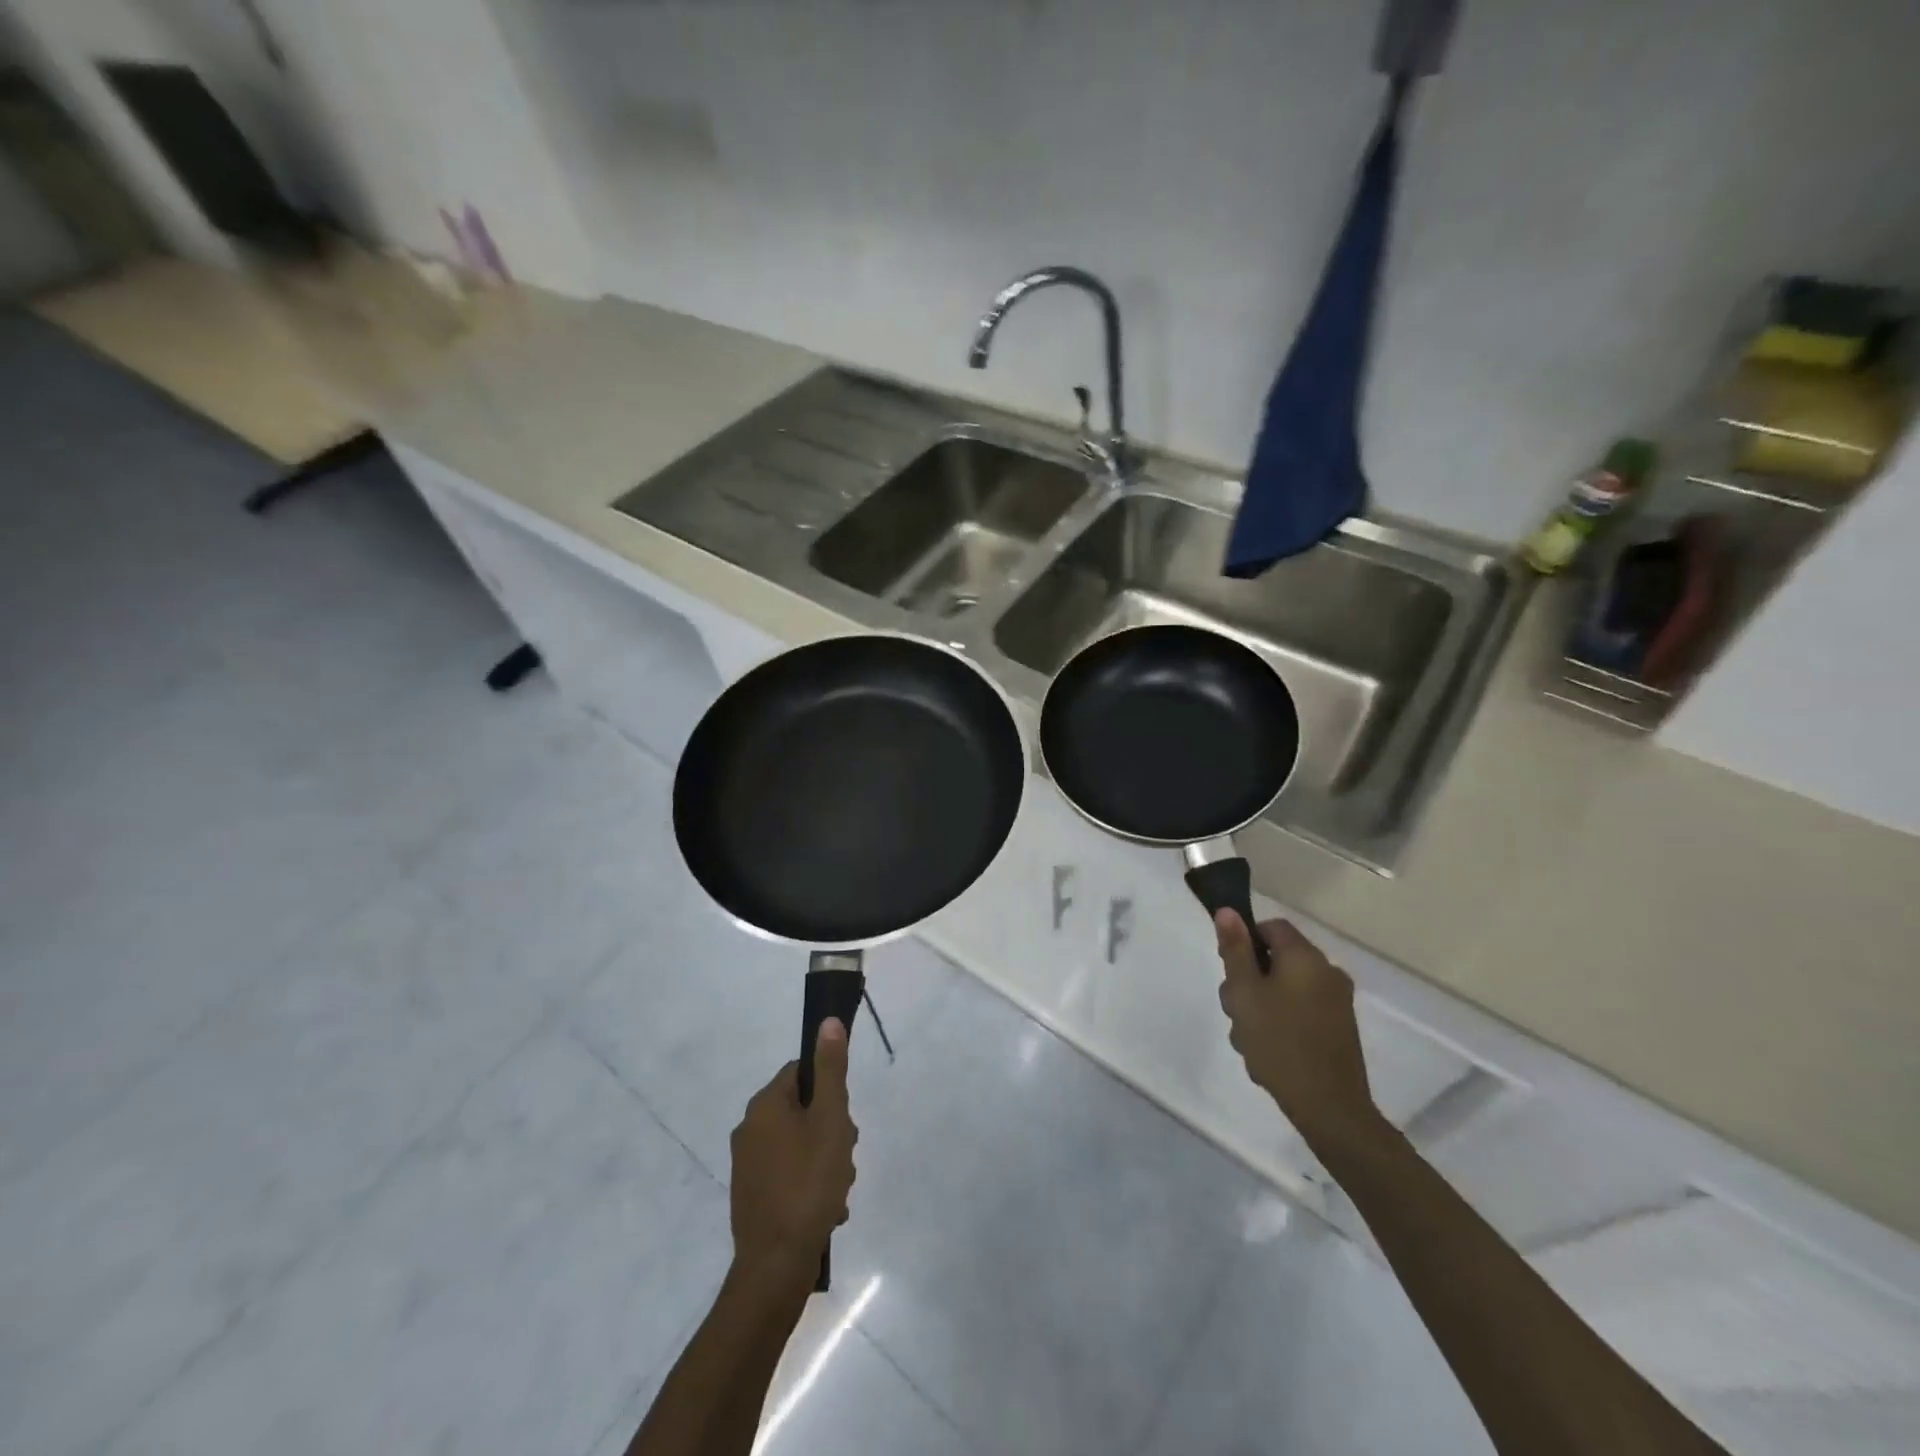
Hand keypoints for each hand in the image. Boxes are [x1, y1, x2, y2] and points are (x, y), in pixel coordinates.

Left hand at [728, 1019, 857, 1285]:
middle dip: (831, 1132)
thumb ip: (831, 1069)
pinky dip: (810, 1185)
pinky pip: (789, 1174)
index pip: (803, 1073)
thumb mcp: (830, 1120)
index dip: (830, 1093)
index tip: (843, 1120)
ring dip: (825, 1162)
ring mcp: (747, 1164)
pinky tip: (826, 1209)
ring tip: (837, 1191)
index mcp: (765, 1105)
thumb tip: (828, 1021)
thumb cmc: (808, 1183)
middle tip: (844, 1158)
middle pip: (804, 1110)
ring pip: (800, 1144)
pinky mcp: (751, 1195)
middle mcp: (749, 1128)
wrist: (775, 1266)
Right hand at [1215, 912, 1380, 1152]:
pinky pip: (1301, 1010)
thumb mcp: (1245, 993)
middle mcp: (1327, 972)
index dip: (1245, 942)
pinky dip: (1282, 1022)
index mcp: (1305, 957)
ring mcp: (1337, 1002)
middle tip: (1237, 1012)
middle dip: (1250, 981)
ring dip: (1262, 1006)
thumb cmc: (1279, 1042)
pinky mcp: (1339, 1028)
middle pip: (1277, 959)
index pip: (1271, 927)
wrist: (1329, 1107)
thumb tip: (1228, 910)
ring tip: (1251, 1039)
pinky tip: (1270, 1051)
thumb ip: (1235, 950)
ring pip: (1285, 988)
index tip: (1230, 972)